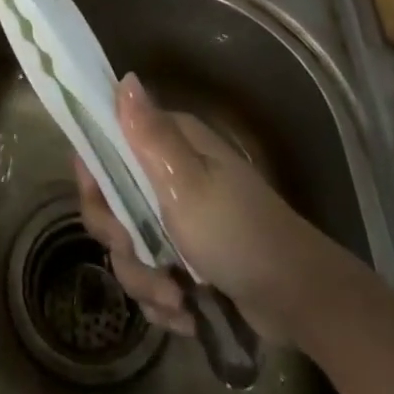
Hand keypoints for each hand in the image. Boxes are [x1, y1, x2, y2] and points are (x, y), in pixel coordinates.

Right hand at [73, 74, 352, 346]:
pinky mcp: (187, 257)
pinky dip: (163, 301)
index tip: (106, 208)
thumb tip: (124, 77)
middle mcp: (169, 172)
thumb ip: (148, 136)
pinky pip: (151, 276)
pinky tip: (186, 315)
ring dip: (145, 280)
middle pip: (112, 202)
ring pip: (129, 246)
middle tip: (144, 258)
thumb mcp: (188, 184)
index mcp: (169, 143)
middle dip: (122, 241)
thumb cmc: (238, 233)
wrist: (298, 299)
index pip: (107, 144)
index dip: (95, 178)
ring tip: (176, 300)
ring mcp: (178, 216)